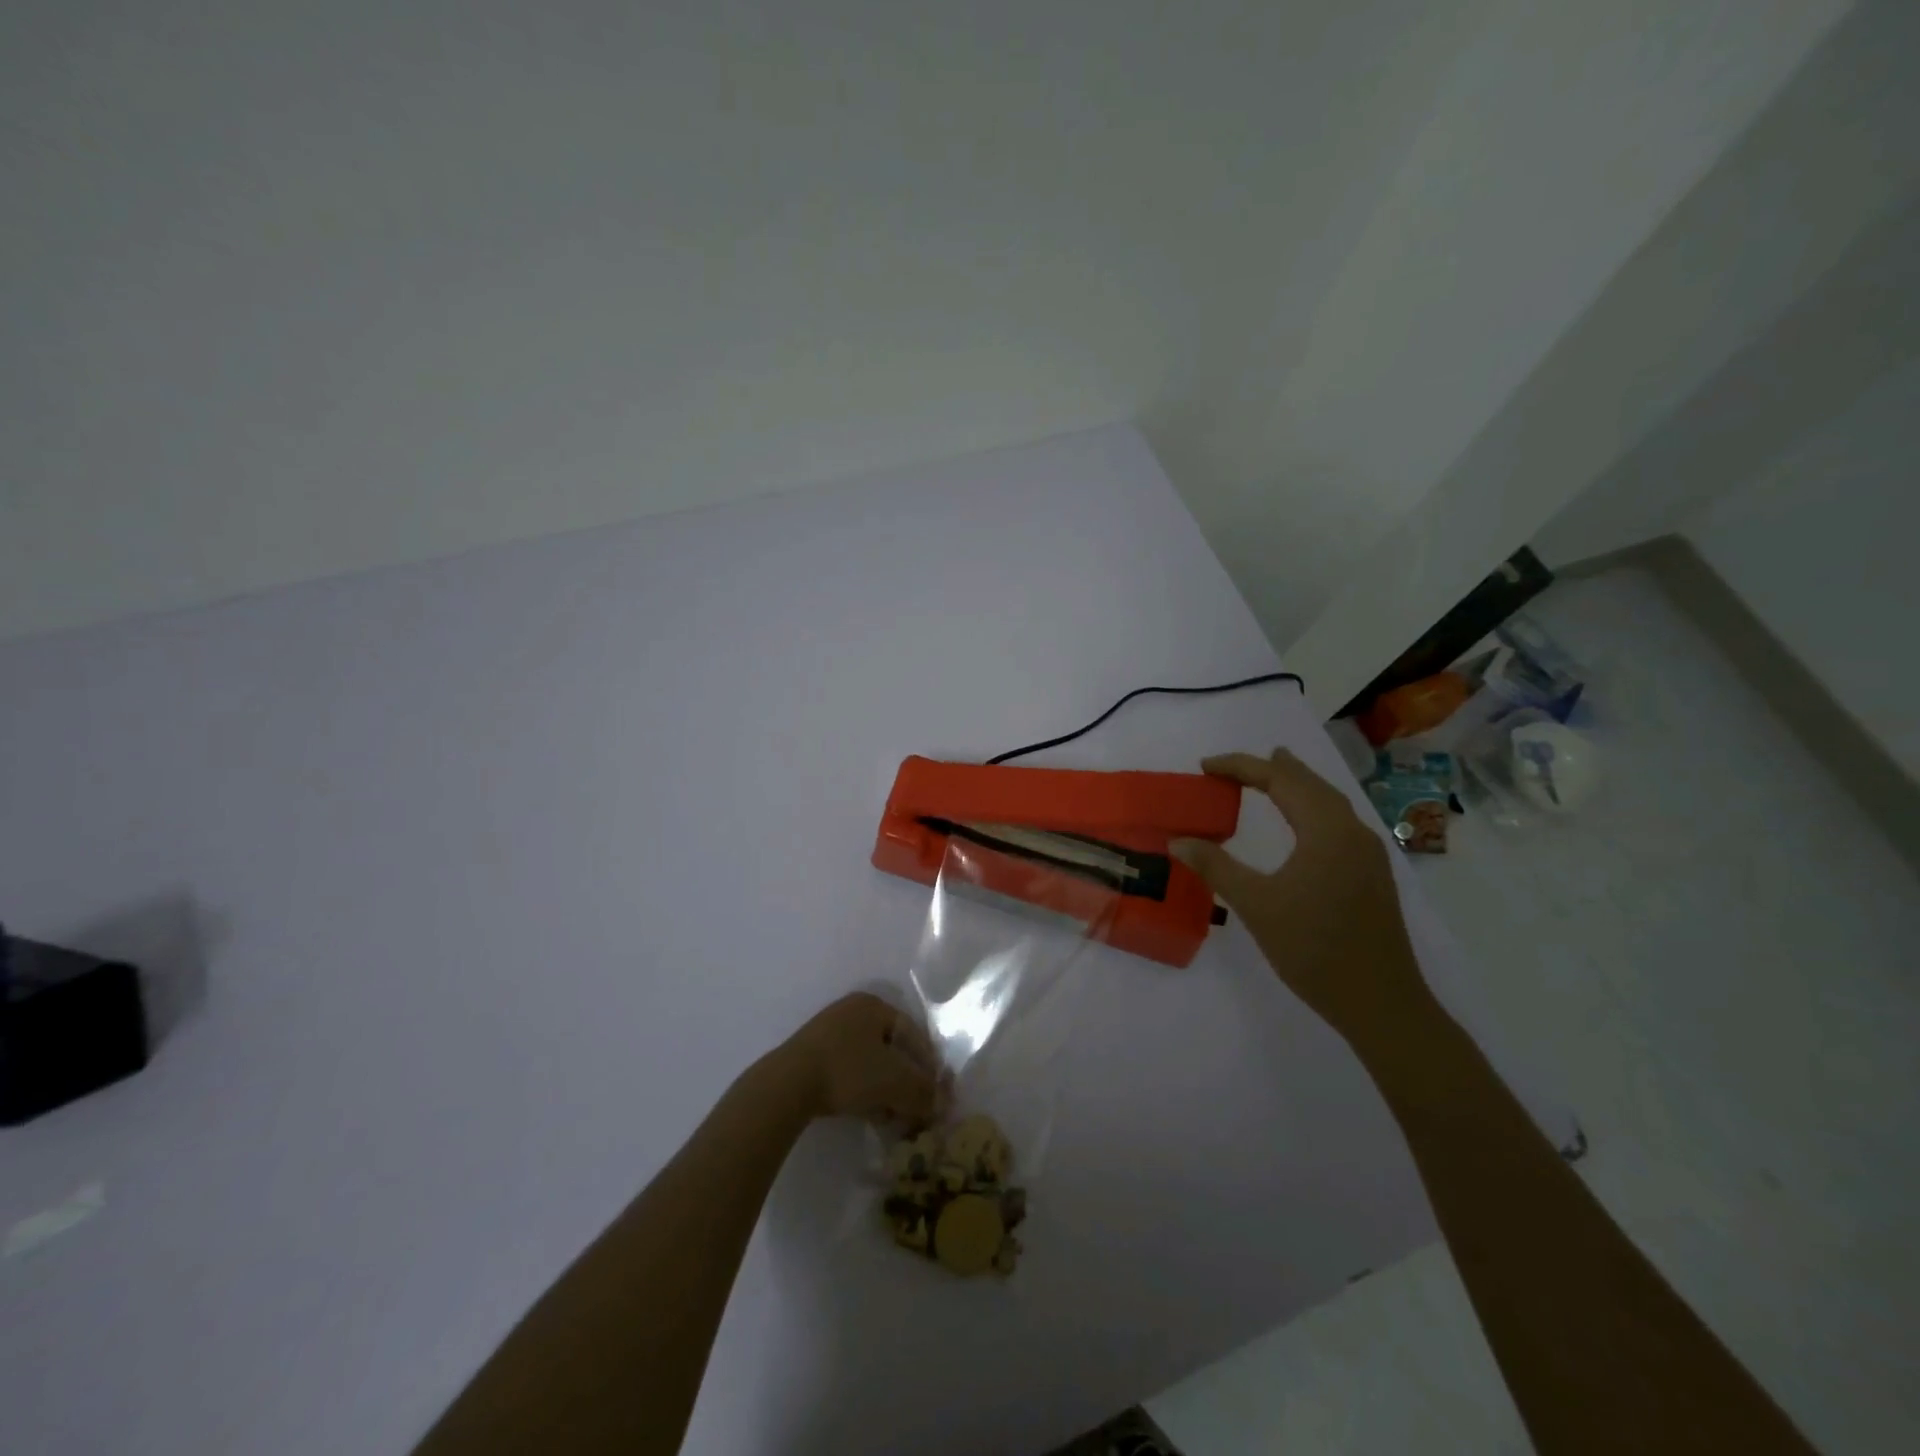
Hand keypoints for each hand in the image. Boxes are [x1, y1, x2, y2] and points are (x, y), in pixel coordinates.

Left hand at [776, 992, 943, 1126]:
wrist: (787, 1085)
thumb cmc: (849, 1070)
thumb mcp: (895, 1081)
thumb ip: (924, 1092)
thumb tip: (944, 1105)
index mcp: (874, 1004)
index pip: (914, 1033)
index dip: (930, 1064)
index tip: (938, 1093)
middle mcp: (852, 1011)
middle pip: (892, 1049)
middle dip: (908, 1081)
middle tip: (918, 1108)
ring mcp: (829, 1033)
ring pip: (871, 1063)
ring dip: (887, 1090)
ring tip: (896, 1118)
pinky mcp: (812, 1057)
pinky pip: (850, 1072)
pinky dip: (865, 1092)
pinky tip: (871, 1115)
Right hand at [1171, 748, 1434, 1053]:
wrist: (1381, 1004)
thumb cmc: (1314, 950)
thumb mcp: (1256, 906)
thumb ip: (1216, 867)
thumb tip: (1178, 841)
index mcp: (1326, 831)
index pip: (1280, 781)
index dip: (1241, 767)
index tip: (1205, 766)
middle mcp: (1352, 832)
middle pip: (1310, 784)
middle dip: (1271, 768)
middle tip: (1234, 765)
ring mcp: (1367, 854)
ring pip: (1328, 802)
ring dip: (1296, 785)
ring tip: (1272, 773)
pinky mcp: (1371, 874)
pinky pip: (1338, 821)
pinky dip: (1312, 807)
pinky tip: (1303, 821)